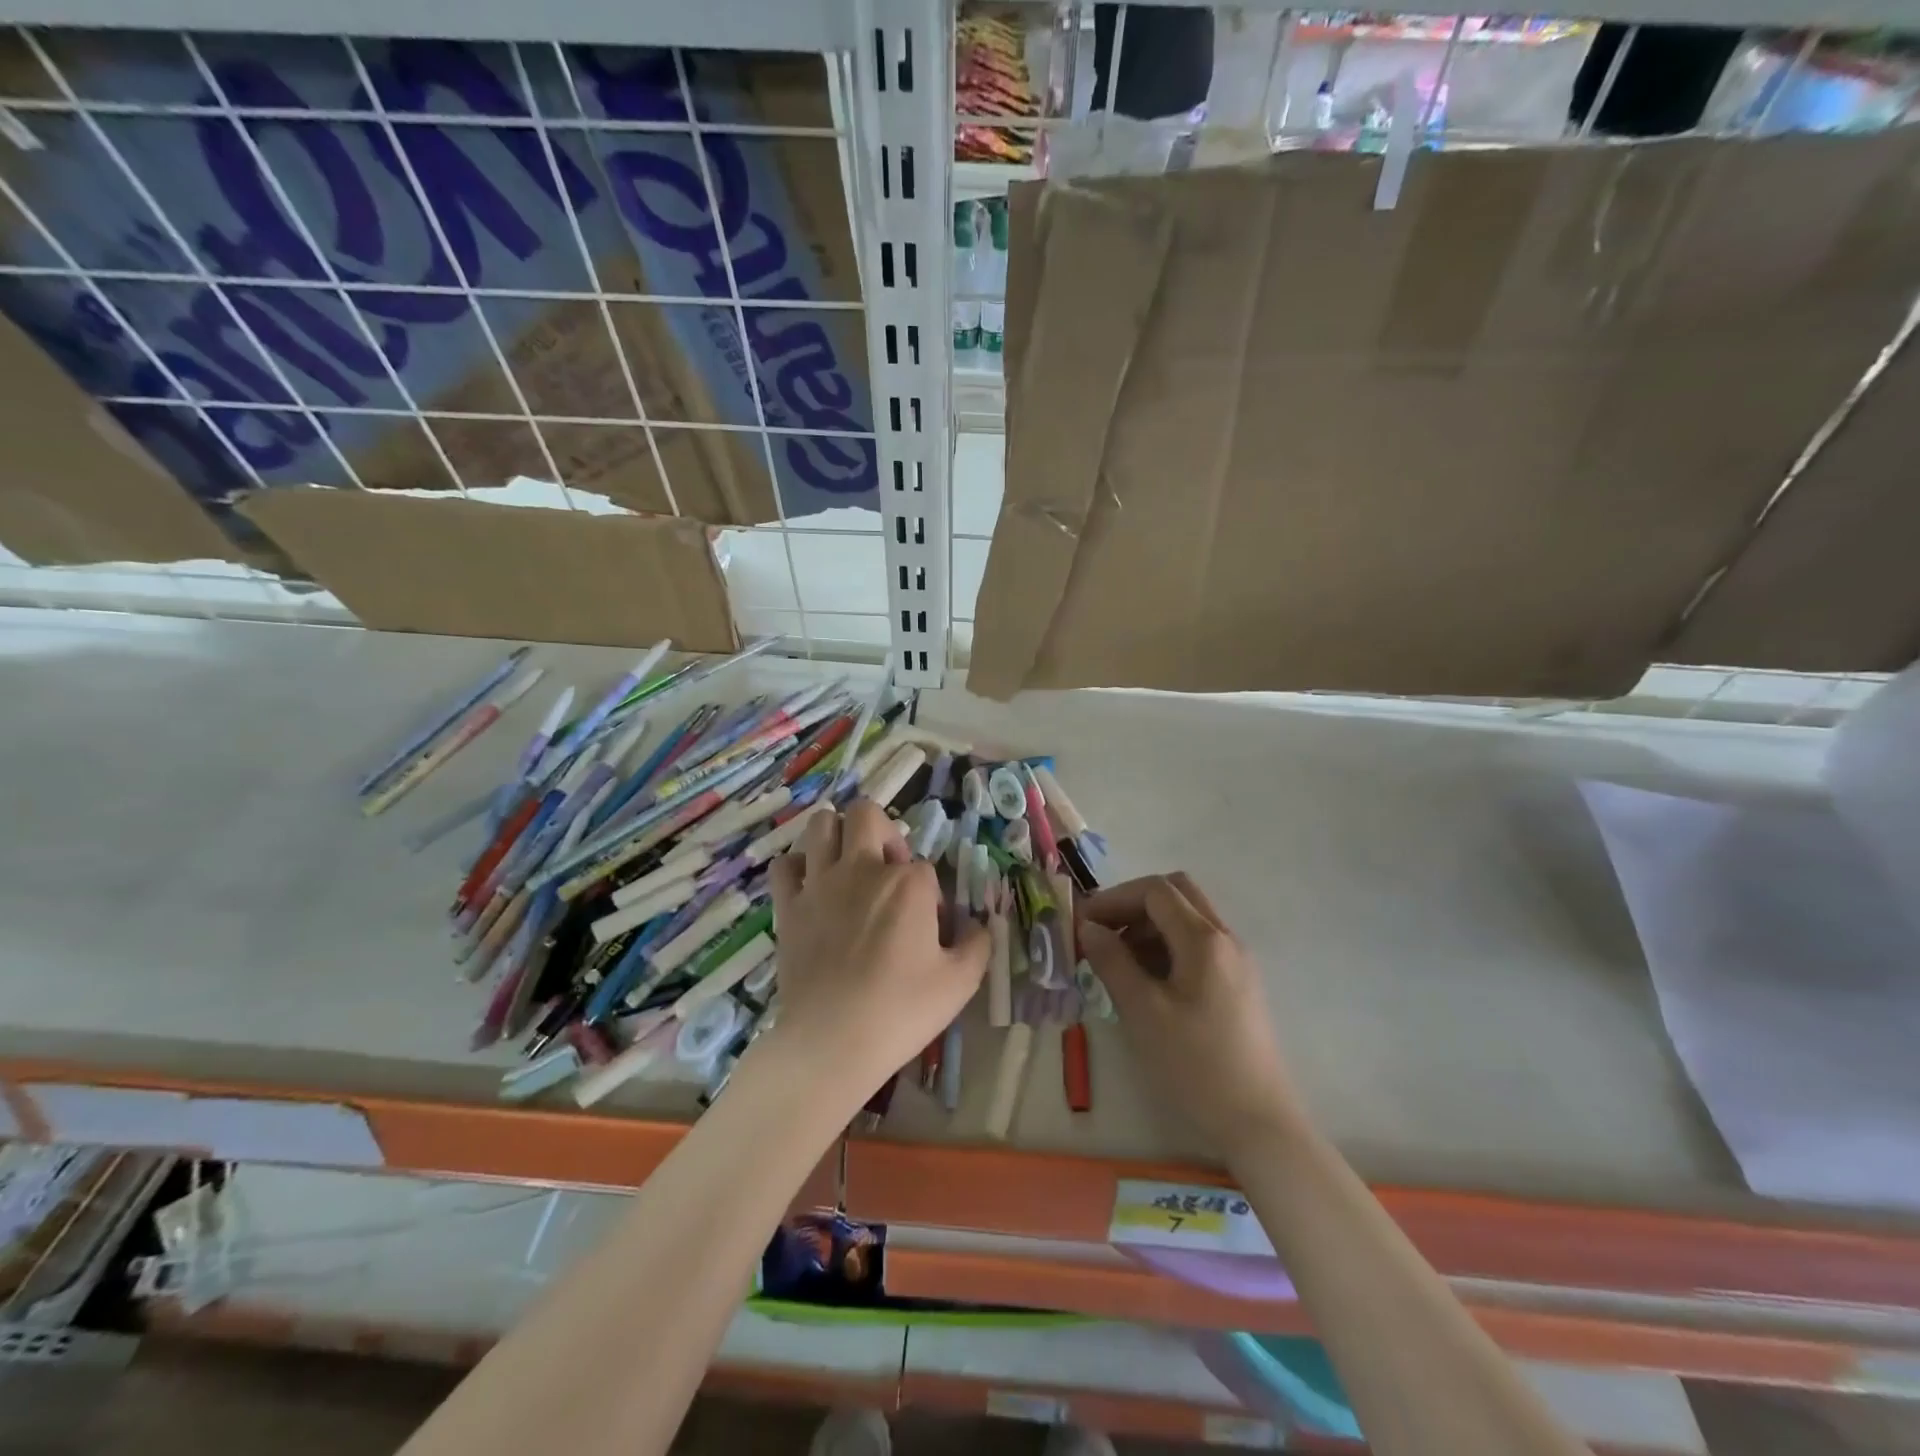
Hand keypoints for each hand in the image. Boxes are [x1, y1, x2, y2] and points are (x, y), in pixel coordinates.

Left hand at [767, 800, 989, 1104]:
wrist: (831, 1042)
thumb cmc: (901, 1011)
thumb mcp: (960, 982)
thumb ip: (977, 944)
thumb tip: (977, 926)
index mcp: (908, 883)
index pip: (925, 868)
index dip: (929, 897)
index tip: (927, 932)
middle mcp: (862, 869)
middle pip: (867, 815)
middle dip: (883, 833)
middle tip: (888, 871)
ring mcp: (820, 884)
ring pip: (821, 824)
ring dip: (837, 835)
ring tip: (848, 865)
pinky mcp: (788, 906)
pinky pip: (784, 865)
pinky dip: (797, 868)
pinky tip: (810, 887)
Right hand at [1079, 873, 1306, 1161]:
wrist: (1258, 1123)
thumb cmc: (1195, 1065)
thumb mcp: (1143, 1012)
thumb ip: (1112, 961)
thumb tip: (1088, 927)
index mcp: (1204, 939)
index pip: (1155, 891)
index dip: (1114, 898)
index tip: (1083, 922)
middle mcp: (1225, 939)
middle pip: (1176, 893)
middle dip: (1133, 904)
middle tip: (1102, 931)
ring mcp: (1236, 961)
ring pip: (1188, 918)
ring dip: (1149, 924)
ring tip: (1117, 959)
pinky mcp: (1238, 983)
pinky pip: (1199, 944)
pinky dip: (1167, 945)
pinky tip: (1147, 979)